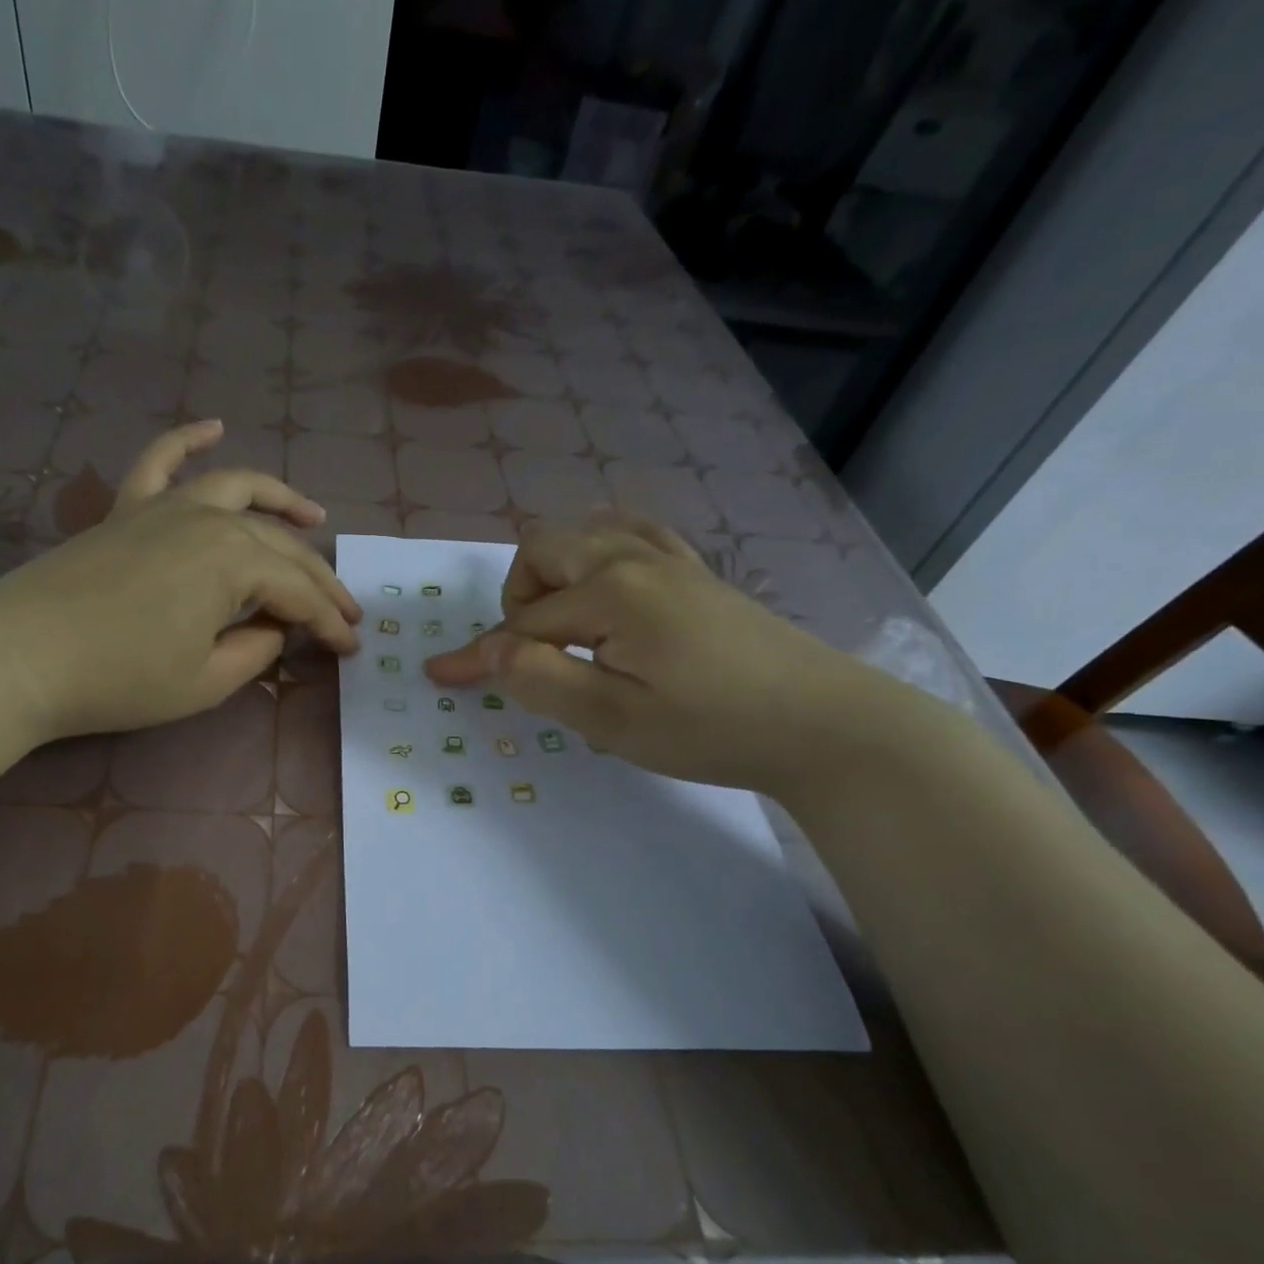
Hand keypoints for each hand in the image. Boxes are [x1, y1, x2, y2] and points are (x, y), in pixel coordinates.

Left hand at [0, 420, 361, 743]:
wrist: (19, 656)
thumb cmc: (120, 678)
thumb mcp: (206, 681)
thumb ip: (256, 651)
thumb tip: (273, 628)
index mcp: (234, 561)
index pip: (299, 593)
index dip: (329, 623)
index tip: (353, 647)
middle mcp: (208, 519)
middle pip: (280, 544)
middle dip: (319, 579)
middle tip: (347, 608)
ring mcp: (164, 506)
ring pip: (237, 489)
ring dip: (282, 500)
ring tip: (314, 515)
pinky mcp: (126, 509)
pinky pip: (161, 461)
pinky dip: (188, 439)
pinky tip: (214, 426)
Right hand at [423, 514, 895, 795]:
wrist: (824, 724)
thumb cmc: (711, 727)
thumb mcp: (613, 718)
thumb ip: (542, 679)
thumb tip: (492, 648)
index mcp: (611, 593)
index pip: (523, 624)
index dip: (480, 656)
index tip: (439, 677)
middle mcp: (635, 559)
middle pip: (545, 552)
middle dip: (518, 599)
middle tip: (533, 656)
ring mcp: (672, 561)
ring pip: (586, 536)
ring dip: (556, 574)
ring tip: (565, 625)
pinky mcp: (697, 574)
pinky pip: (634, 535)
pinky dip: (601, 553)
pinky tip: (609, 582)